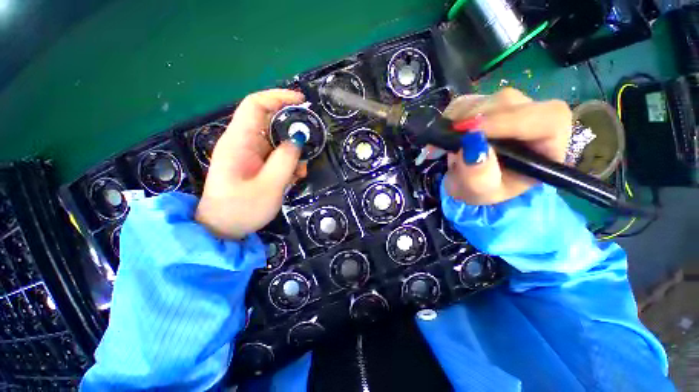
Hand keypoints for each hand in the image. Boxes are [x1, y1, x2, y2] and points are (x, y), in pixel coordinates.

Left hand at [196, 89, 306, 238]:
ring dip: (293, 152)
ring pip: (276, 141)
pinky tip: (293, 177)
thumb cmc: (242, 209)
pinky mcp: (255, 164)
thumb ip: (285, 161)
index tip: (302, 101)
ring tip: (301, 171)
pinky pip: (275, 155)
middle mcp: (242, 142)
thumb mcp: (269, 187)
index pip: (255, 105)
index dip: (278, 97)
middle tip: (309, 145)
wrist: (223, 229)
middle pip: (269, 122)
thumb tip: (297, 139)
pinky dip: (288, 162)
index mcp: (239, 142)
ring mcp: (249, 154)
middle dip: (292, 131)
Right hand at [443, 88, 571, 204]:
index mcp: (548, 144)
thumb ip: (478, 176)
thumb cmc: (484, 189)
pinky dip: (451, 116)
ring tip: (446, 145)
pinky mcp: (487, 103)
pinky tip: (448, 134)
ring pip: (485, 99)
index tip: (470, 133)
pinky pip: (467, 101)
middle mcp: (535, 118)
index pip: (545, 119)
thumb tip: (472, 144)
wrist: (473, 181)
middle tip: (447, 142)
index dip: (508, 121)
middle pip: (509, 103)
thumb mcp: (480, 192)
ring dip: (458, 121)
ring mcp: (511, 106)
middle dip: (474, 121)